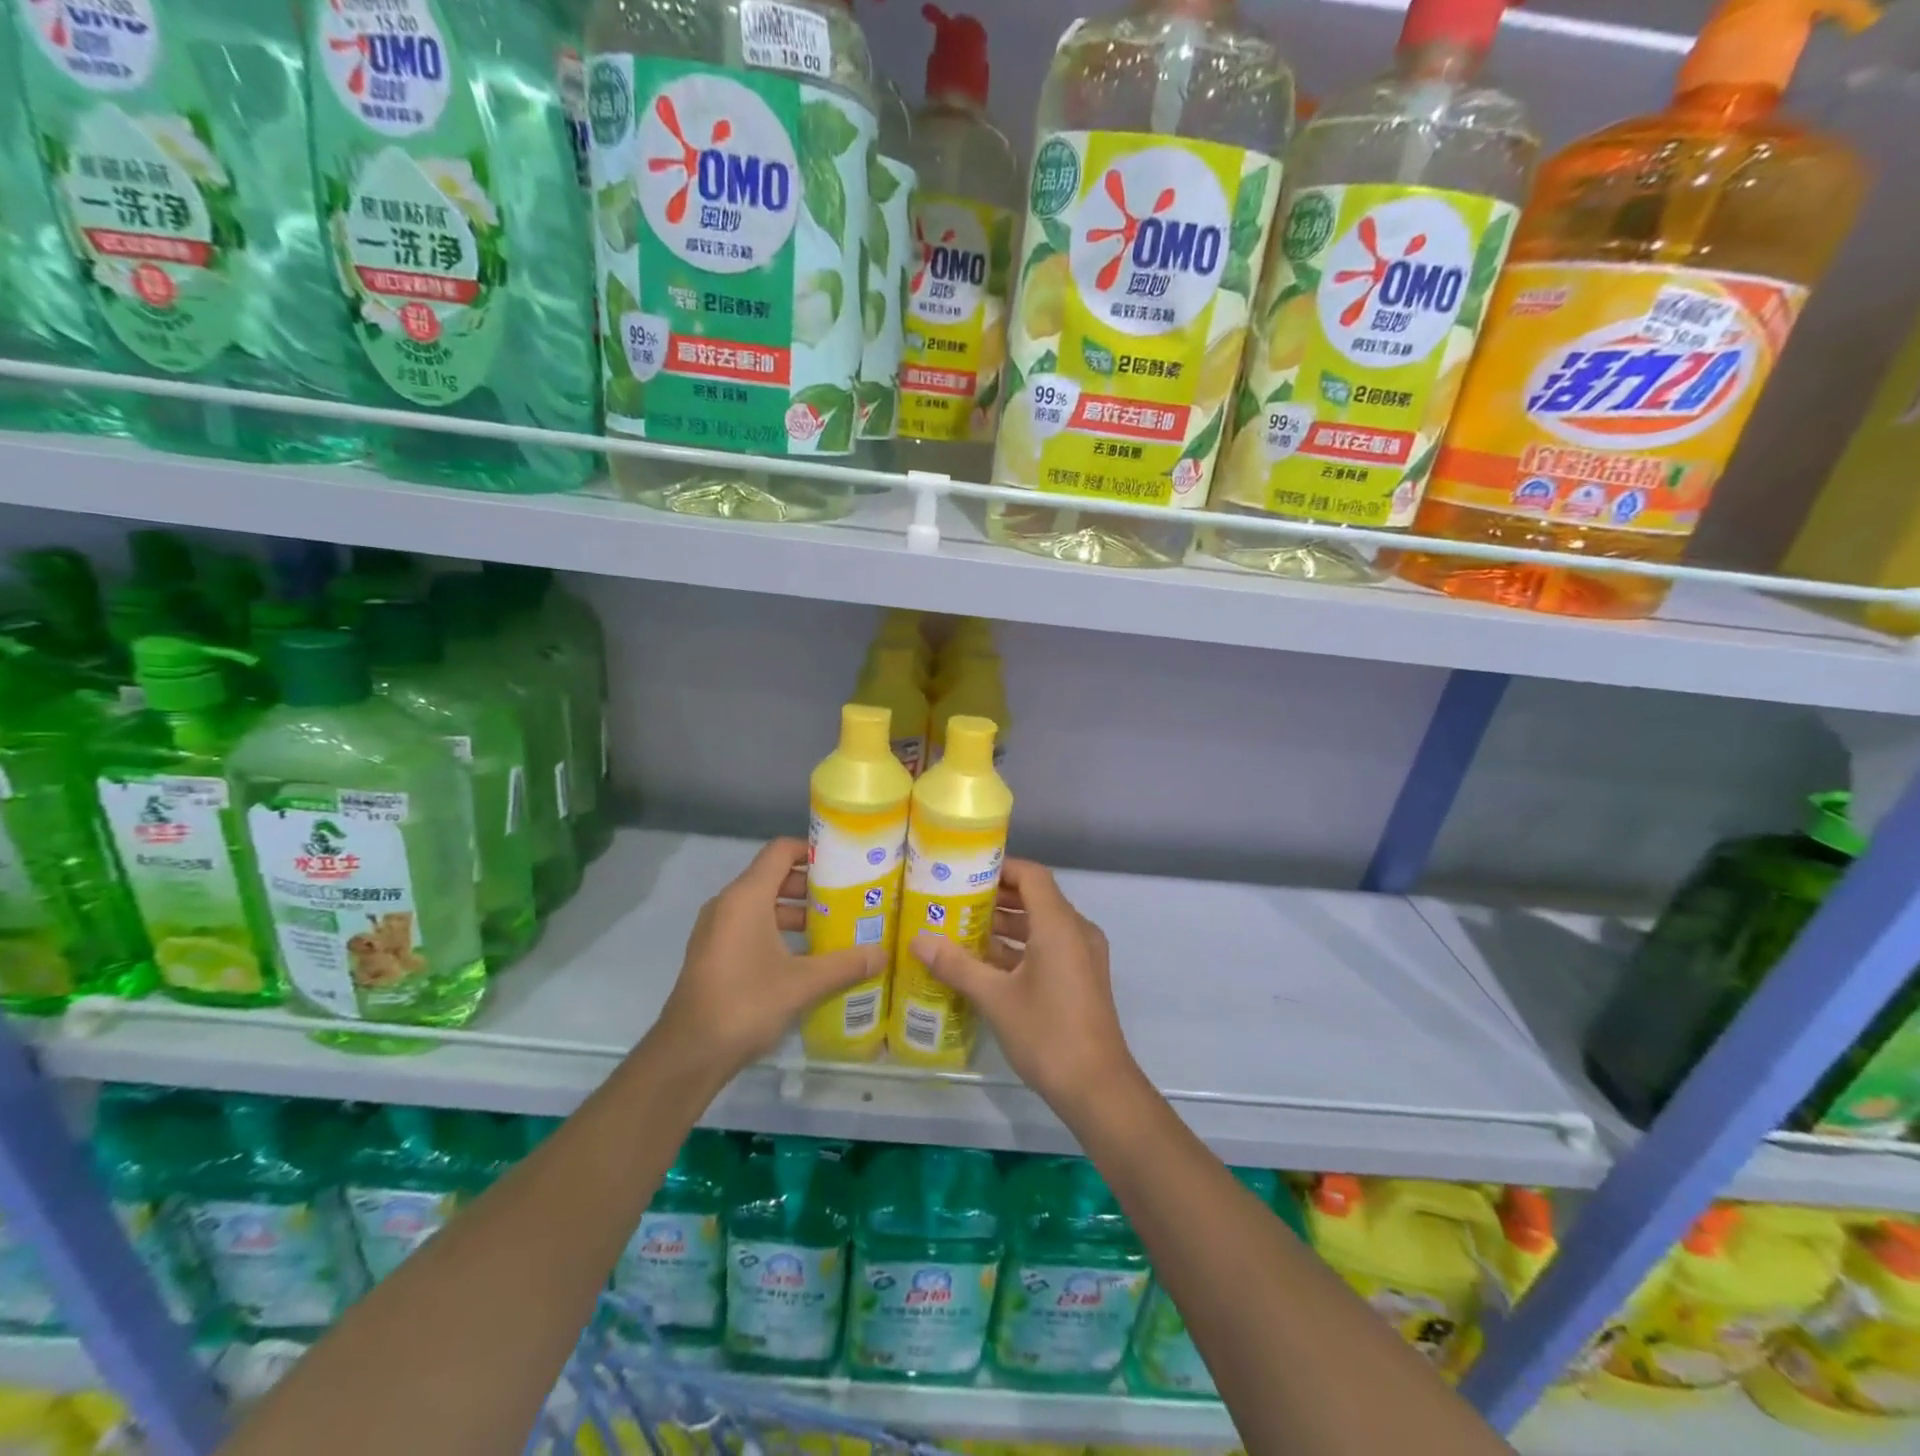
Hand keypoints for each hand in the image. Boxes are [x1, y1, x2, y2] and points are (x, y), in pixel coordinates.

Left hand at [647, 838, 881, 1080]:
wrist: (689, 1054)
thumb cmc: (746, 1004)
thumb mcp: (802, 983)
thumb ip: (845, 964)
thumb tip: (883, 954)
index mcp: (746, 897)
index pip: (780, 851)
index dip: (812, 850)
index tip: (844, 863)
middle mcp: (728, 904)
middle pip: (774, 877)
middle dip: (812, 886)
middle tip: (849, 898)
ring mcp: (717, 930)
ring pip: (763, 905)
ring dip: (798, 912)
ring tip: (835, 927)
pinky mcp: (714, 953)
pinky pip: (751, 926)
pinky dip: (779, 931)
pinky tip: (807, 956)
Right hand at [911, 860, 1142, 1116]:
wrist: (1098, 1088)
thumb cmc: (1047, 1034)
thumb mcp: (995, 998)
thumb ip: (956, 965)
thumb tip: (917, 941)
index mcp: (1059, 925)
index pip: (1031, 875)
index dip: (1000, 867)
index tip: (965, 872)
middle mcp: (1076, 931)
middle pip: (1037, 898)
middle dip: (997, 898)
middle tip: (955, 900)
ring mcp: (1083, 955)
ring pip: (1043, 925)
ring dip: (1007, 925)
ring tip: (963, 929)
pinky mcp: (1083, 977)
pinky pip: (1051, 947)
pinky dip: (1022, 947)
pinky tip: (987, 964)